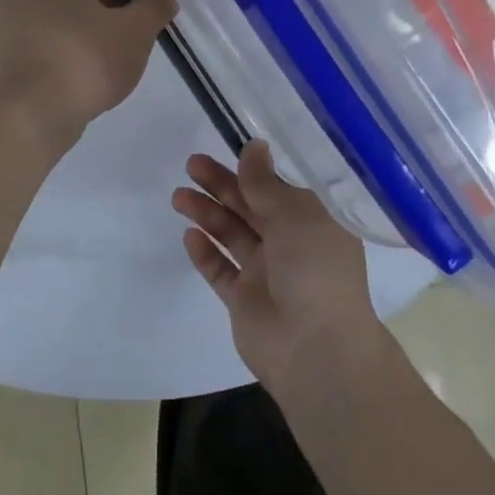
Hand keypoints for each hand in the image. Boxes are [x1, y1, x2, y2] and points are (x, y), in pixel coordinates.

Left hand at [0, 0, 176, 146]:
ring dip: (88, 16)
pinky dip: (67, 35)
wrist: (31, 113)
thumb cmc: (84, 58)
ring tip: (120, 42)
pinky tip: (92, 61)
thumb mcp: (135, 30)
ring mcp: (6, 12)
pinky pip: (43, 28)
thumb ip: (154, 4)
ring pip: (57, 4)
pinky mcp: (4, 44)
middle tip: (137, 16)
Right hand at [174, 141, 382, 392]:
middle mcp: (291, 244)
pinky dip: (205, 252)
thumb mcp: (294, 215)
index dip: (253, 168)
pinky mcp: (244, 300)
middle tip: (192, 164)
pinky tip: (189, 235)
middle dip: (221, 185)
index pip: (280, 187)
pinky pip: (220, 270)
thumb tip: (254, 145)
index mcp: (313, 221)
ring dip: (207, 213)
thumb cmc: (314, 269)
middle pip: (250, 206)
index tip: (227, 147)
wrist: (316, 349)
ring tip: (179, 196)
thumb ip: (265, 182)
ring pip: (231, 234)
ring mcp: (266, 273)